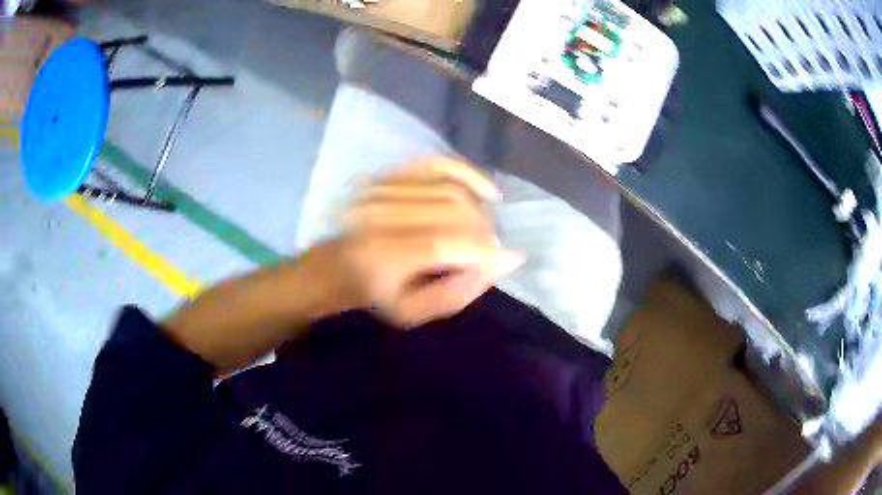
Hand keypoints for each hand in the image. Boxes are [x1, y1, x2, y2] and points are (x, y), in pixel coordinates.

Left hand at [332, 157, 523, 327]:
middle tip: (490, 249)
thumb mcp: (413, 313)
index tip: (512, 257)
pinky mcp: (390, 173)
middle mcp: (382, 214)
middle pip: (455, 212)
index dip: (485, 250)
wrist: (338, 264)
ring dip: (479, 211)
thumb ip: (456, 293)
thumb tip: (501, 263)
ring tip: (485, 229)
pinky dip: (468, 174)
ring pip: (452, 190)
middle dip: (484, 232)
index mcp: (383, 254)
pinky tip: (486, 191)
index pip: (445, 243)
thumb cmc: (377, 293)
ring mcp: (385, 188)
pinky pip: (439, 163)